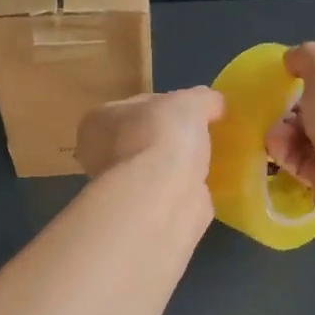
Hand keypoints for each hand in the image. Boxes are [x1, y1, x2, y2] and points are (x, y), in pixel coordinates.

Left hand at [75, 86, 224, 183]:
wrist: (161, 197)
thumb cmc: (162, 137)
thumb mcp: (190, 102)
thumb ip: (202, 99)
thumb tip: (215, 104)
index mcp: (100, 120)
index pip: (137, 105)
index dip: (167, 104)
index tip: (194, 111)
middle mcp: (101, 154)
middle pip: (145, 138)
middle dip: (170, 138)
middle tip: (203, 135)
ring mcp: (121, 187)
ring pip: (155, 168)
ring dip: (177, 166)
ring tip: (209, 160)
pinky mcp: (142, 214)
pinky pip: (168, 193)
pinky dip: (185, 190)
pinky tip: (205, 185)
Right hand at [264, 42, 314, 212]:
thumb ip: (309, 58)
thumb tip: (293, 56)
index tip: (292, 85)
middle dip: (296, 113)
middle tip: (277, 114)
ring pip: (314, 140)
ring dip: (288, 135)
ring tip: (273, 137)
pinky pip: (308, 165)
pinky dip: (290, 157)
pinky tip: (276, 153)